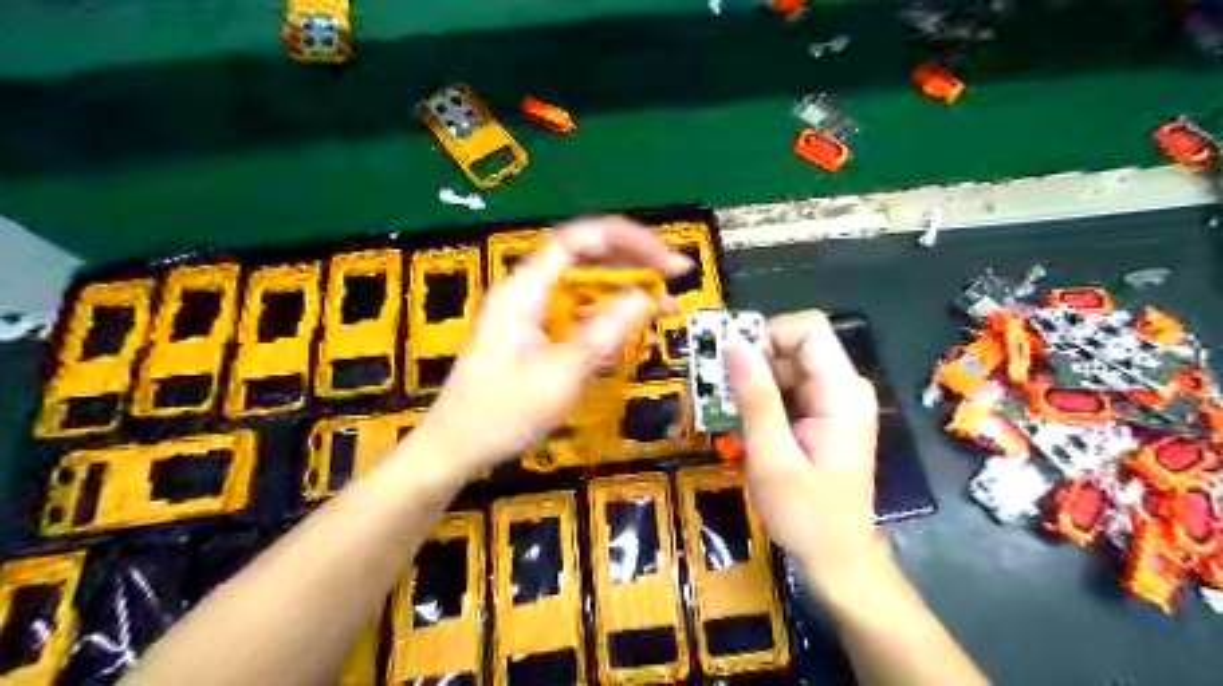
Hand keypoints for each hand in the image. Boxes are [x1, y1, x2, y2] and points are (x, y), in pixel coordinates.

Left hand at [411, 216, 690, 479]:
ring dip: (625, 292)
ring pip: (585, 287)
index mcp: (526, 289)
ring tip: (665, 309)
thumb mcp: (561, 375)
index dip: (628, 241)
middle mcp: (528, 291)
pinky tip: (631, 332)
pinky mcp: (536, 335)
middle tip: (675, 279)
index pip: (580, 240)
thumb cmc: (501, 413)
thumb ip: (605, 333)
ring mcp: (531, 313)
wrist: (455, 448)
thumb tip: (647, 297)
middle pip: (586, 257)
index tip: (667, 262)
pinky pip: (578, 314)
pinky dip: (608, 318)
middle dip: (633, 263)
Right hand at [725, 308, 889, 594]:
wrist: (836, 559)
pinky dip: (760, 397)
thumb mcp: (773, 457)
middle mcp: (843, 388)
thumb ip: (756, 397)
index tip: (730, 360)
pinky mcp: (822, 415)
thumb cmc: (806, 515)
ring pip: (786, 365)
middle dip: (752, 360)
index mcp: (842, 393)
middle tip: (716, 389)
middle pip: (795, 345)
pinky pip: (787, 388)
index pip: (808, 330)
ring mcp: (834, 401)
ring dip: (751, 381)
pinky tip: (741, 421)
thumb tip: (732, 343)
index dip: (766, 334)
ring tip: (723, 409)